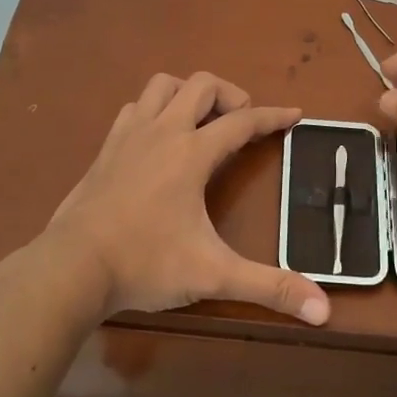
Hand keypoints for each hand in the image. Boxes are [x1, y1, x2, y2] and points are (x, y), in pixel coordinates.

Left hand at [46, 72, 330, 325]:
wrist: (72, 267)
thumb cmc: (146, 264)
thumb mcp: (214, 275)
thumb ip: (269, 288)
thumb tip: (324, 311)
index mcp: (192, 153)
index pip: (242, 122)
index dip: (273, 116)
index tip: (295, 115)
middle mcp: (162, 132)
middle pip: (201, 85)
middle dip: (230, 94)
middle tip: (243, 123)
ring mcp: (128, 136)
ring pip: (162, 86)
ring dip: (188, 93)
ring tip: (202, 122)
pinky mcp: (105, 150)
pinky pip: (134, 109)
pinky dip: (154, 110)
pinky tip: (158, 138)